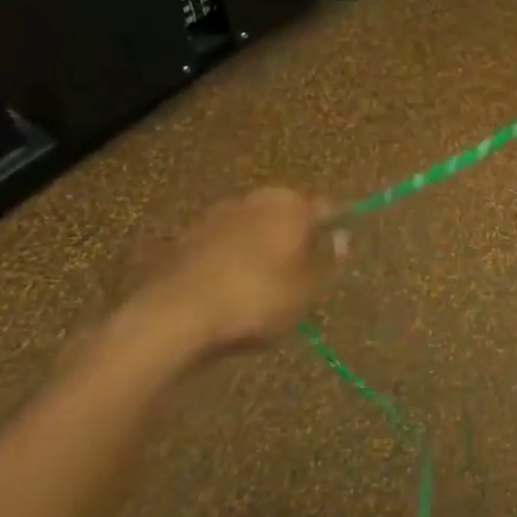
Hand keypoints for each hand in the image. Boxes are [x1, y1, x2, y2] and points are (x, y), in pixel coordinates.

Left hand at [111, 188, 344, 364]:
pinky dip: (234, 259)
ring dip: (263, 246)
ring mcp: (217, 216)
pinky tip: (234, 287)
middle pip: (288, 213)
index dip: (337, 227)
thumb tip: (341, 237)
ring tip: (267, 282)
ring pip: (254, 228)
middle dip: (297, 235)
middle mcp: (256, 199)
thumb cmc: (257, 298)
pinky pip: (225, 245)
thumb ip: (330, 260)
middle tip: (305, 268)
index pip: (327, 208)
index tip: (341, 248)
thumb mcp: (309, 287)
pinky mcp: (187, 238)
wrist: (175, 316)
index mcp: (292, 204)